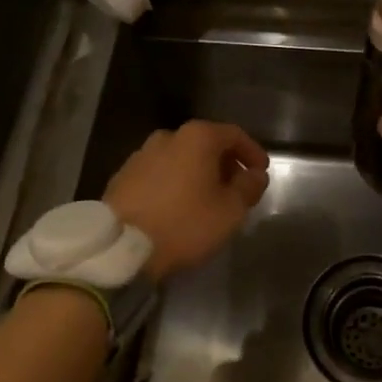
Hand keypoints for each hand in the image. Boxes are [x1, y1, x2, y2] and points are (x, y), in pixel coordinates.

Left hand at [104, 121, 270, 282]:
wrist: (120, 247)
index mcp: (197, 137)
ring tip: (207, 201)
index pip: (234, 135)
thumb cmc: (184, 223)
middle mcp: (168, 137)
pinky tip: (177, 207)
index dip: (252, 152)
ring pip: (180, 159)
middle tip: (236, 189)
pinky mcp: (123, 176)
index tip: (261, 172)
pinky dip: (174, 184)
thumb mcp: (230, 210)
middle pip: (205, 144)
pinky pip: (159, 174)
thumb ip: (248, 187)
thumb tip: (255, 174)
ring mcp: (141, 155)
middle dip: (225, 164)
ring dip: (198, 174)